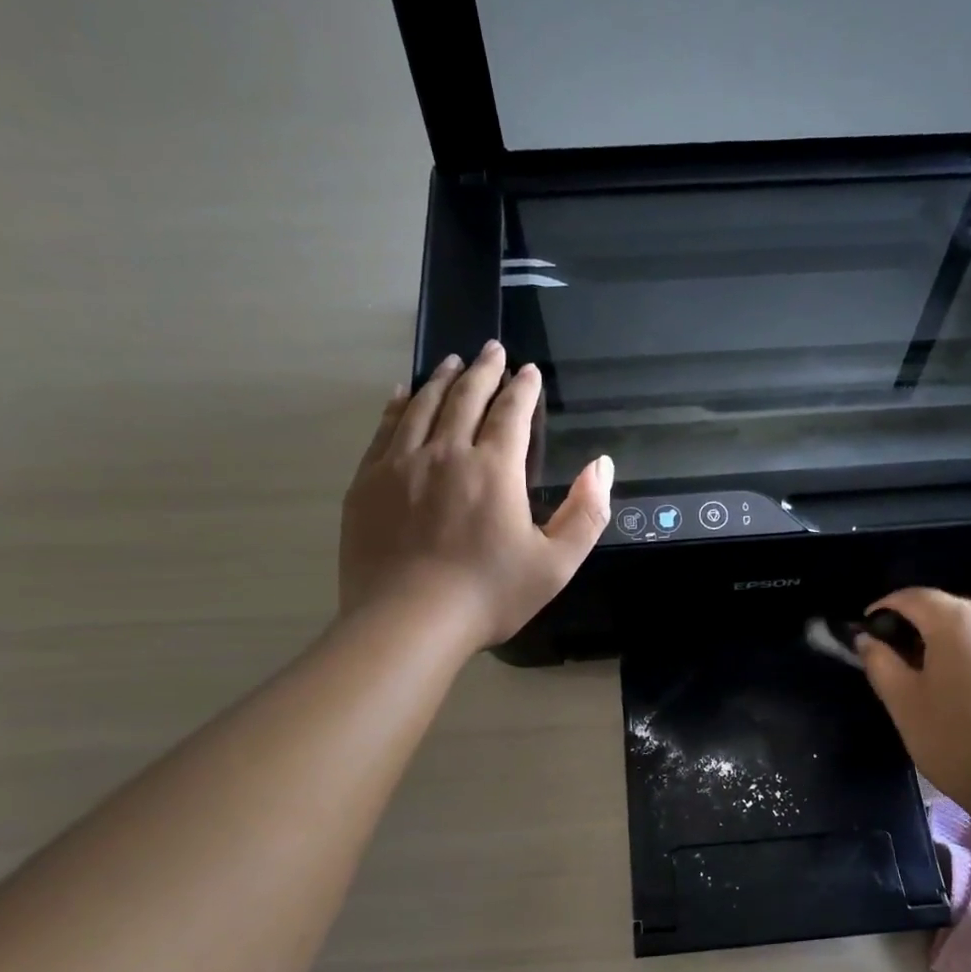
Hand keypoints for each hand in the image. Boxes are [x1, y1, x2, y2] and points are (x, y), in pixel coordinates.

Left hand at [339, 341, 611, 643]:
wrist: (408, 623)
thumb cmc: (489, 595)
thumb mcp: (556, 564)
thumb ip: (586, 513)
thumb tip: (602, 465)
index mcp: (494, 469)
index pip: (511, 414)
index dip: (522, 389)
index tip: (528, 370)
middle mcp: (446, 453)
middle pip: (465, 398)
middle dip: (483, 370)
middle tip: (492, 348)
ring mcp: (401, 465)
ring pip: (423, 406)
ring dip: (442, 380)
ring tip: (453, 362)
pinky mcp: (368, 483)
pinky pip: (385, 429)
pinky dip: (399, 406)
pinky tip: (403, 395)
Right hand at [856, 589, 970, 823]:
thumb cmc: (955, 738)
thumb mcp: (903, 701)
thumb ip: (879, 662)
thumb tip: (866, 639)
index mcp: (957, 619)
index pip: (910, 596)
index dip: (881, 610)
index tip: (861, 635)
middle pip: (938, 606)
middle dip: (906, 625)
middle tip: (883, 658)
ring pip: (959, 624)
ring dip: (931, 639)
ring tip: (911, 674)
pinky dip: (955, 651)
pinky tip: (945, 684)